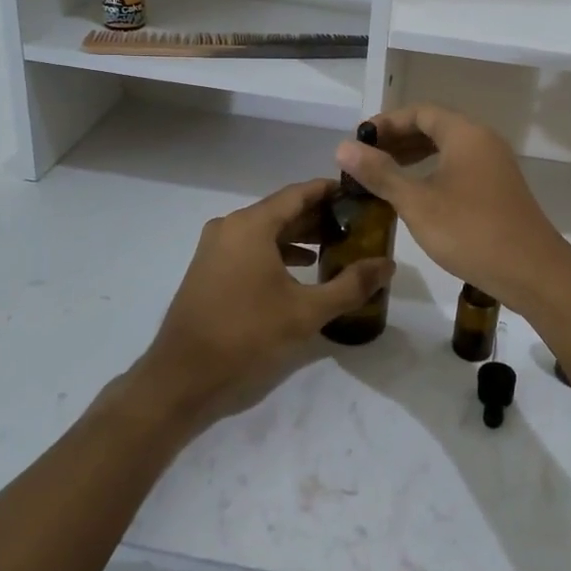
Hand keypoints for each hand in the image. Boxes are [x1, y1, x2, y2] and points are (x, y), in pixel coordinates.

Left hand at [135, 179, 393, 421]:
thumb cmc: (246, 336)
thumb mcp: (307, 312)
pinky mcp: (208, 269)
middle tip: (355, 226)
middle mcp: (230, 226)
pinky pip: (250, 248)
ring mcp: (215, 247)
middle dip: (319, 217)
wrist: (182, 378)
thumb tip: (388, 265)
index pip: (299, 193)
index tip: (360, 196)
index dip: (331, 192)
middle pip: (282, 210)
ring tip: (334, 248)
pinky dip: (277, 252)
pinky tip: (301, 271)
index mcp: (251, 225)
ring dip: (299, 237)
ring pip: (265, 231)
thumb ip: (351, 285)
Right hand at [335, 106, 570, 315]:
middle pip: (435, 127)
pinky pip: (459, 167)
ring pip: (448, 148)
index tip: (359, 142)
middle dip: (398, 139)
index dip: (386, 123)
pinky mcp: (499, 188)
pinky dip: (433, 171)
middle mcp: (483, 141)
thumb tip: (344, 147)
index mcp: (465, 134)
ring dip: (414, 156)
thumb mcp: (417, 203)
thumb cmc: (470, 231)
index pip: (420, 112)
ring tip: (383, 175)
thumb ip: (381, 173)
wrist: (532, 271)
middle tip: (365, 159)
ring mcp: (495, 165)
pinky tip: (416, 195)